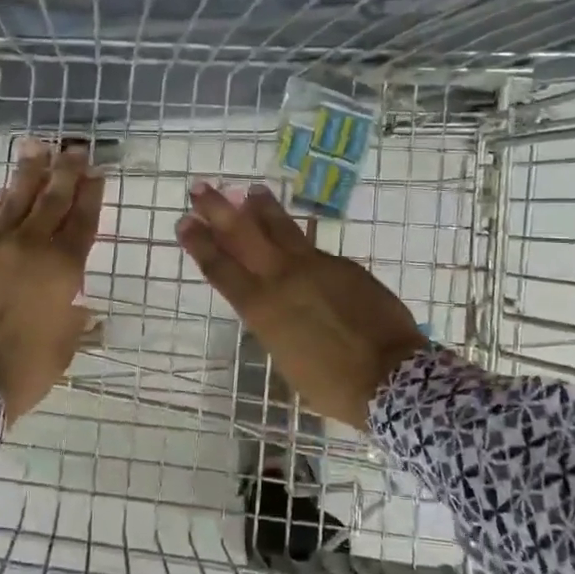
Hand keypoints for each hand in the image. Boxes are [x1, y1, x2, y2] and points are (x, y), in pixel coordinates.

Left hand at [0, 140, 103, 422]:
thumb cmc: (25, 369)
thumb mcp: (64, 346)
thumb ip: (74, 318)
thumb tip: (81, 307)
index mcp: (62, 269)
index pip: (82, 221)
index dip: (91, 195)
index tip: (97, 172)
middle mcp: (31, 248)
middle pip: (52, 200)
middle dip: (66, 172)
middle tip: (75, 148)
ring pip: (16, 201)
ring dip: (29, 173)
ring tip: (37, 147)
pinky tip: (3, 190)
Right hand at [176, 182, 426, 428]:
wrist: (389, 375)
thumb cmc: (331, 384)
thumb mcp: (286, 358)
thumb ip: (274, 324)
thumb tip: (273, 307)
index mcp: (261, 307)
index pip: (221, 268)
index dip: (200, 243)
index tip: (184, 221)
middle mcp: (282, 278)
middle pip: (243, 234)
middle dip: (218, 209)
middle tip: (201, 189)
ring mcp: (315, 266)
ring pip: (281, 228)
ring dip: (262, 208)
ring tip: (251, 190)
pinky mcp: (344, 265)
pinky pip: (313, 247)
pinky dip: (298, 238)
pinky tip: (295, 235)